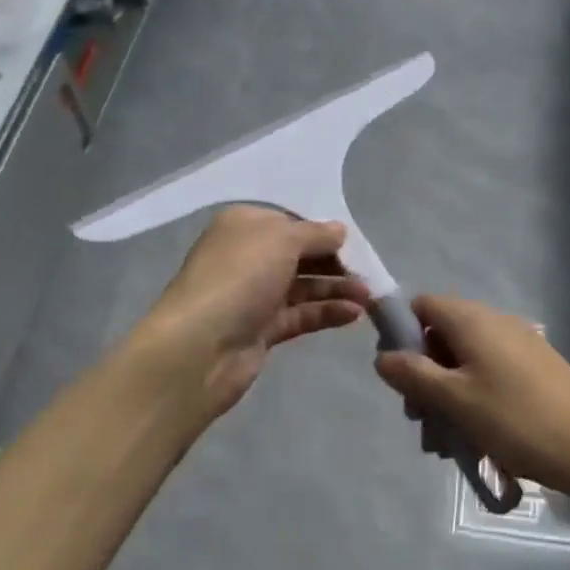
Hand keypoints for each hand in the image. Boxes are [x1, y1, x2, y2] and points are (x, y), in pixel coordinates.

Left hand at [135, 206, 371, 421]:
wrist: (200, 348)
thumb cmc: (239, 278)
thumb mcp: (282, 240)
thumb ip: (315, 234)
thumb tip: (339, 230)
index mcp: (244, 226)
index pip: (289, 221)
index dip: (321, 230)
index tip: (353, 242)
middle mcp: (247, 257)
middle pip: (299, 254)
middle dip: (334, 262)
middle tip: (369, 272)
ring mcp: (253, 295)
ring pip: (303, 286)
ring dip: (337, 289)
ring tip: (370, 297)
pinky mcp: (262, 330)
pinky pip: (301, 315)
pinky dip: (327, 312)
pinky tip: (354, 314)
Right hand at [372, 294, 569, 506]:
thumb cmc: (518, 420)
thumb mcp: (455, 400)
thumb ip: (413, 374)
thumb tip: (382, 356)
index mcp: (472, 320)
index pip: (421, 305)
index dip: (401, 333)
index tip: (397, 374)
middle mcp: (494, 323)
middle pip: (441, 337)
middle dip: (423, 376)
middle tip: (421, 420)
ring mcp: (519, 345)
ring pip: (465, 363)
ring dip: (447, 396)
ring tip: (446, 444)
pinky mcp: (535, 369)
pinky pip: (490, 375)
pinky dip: (474, 400)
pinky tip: (476, 440)